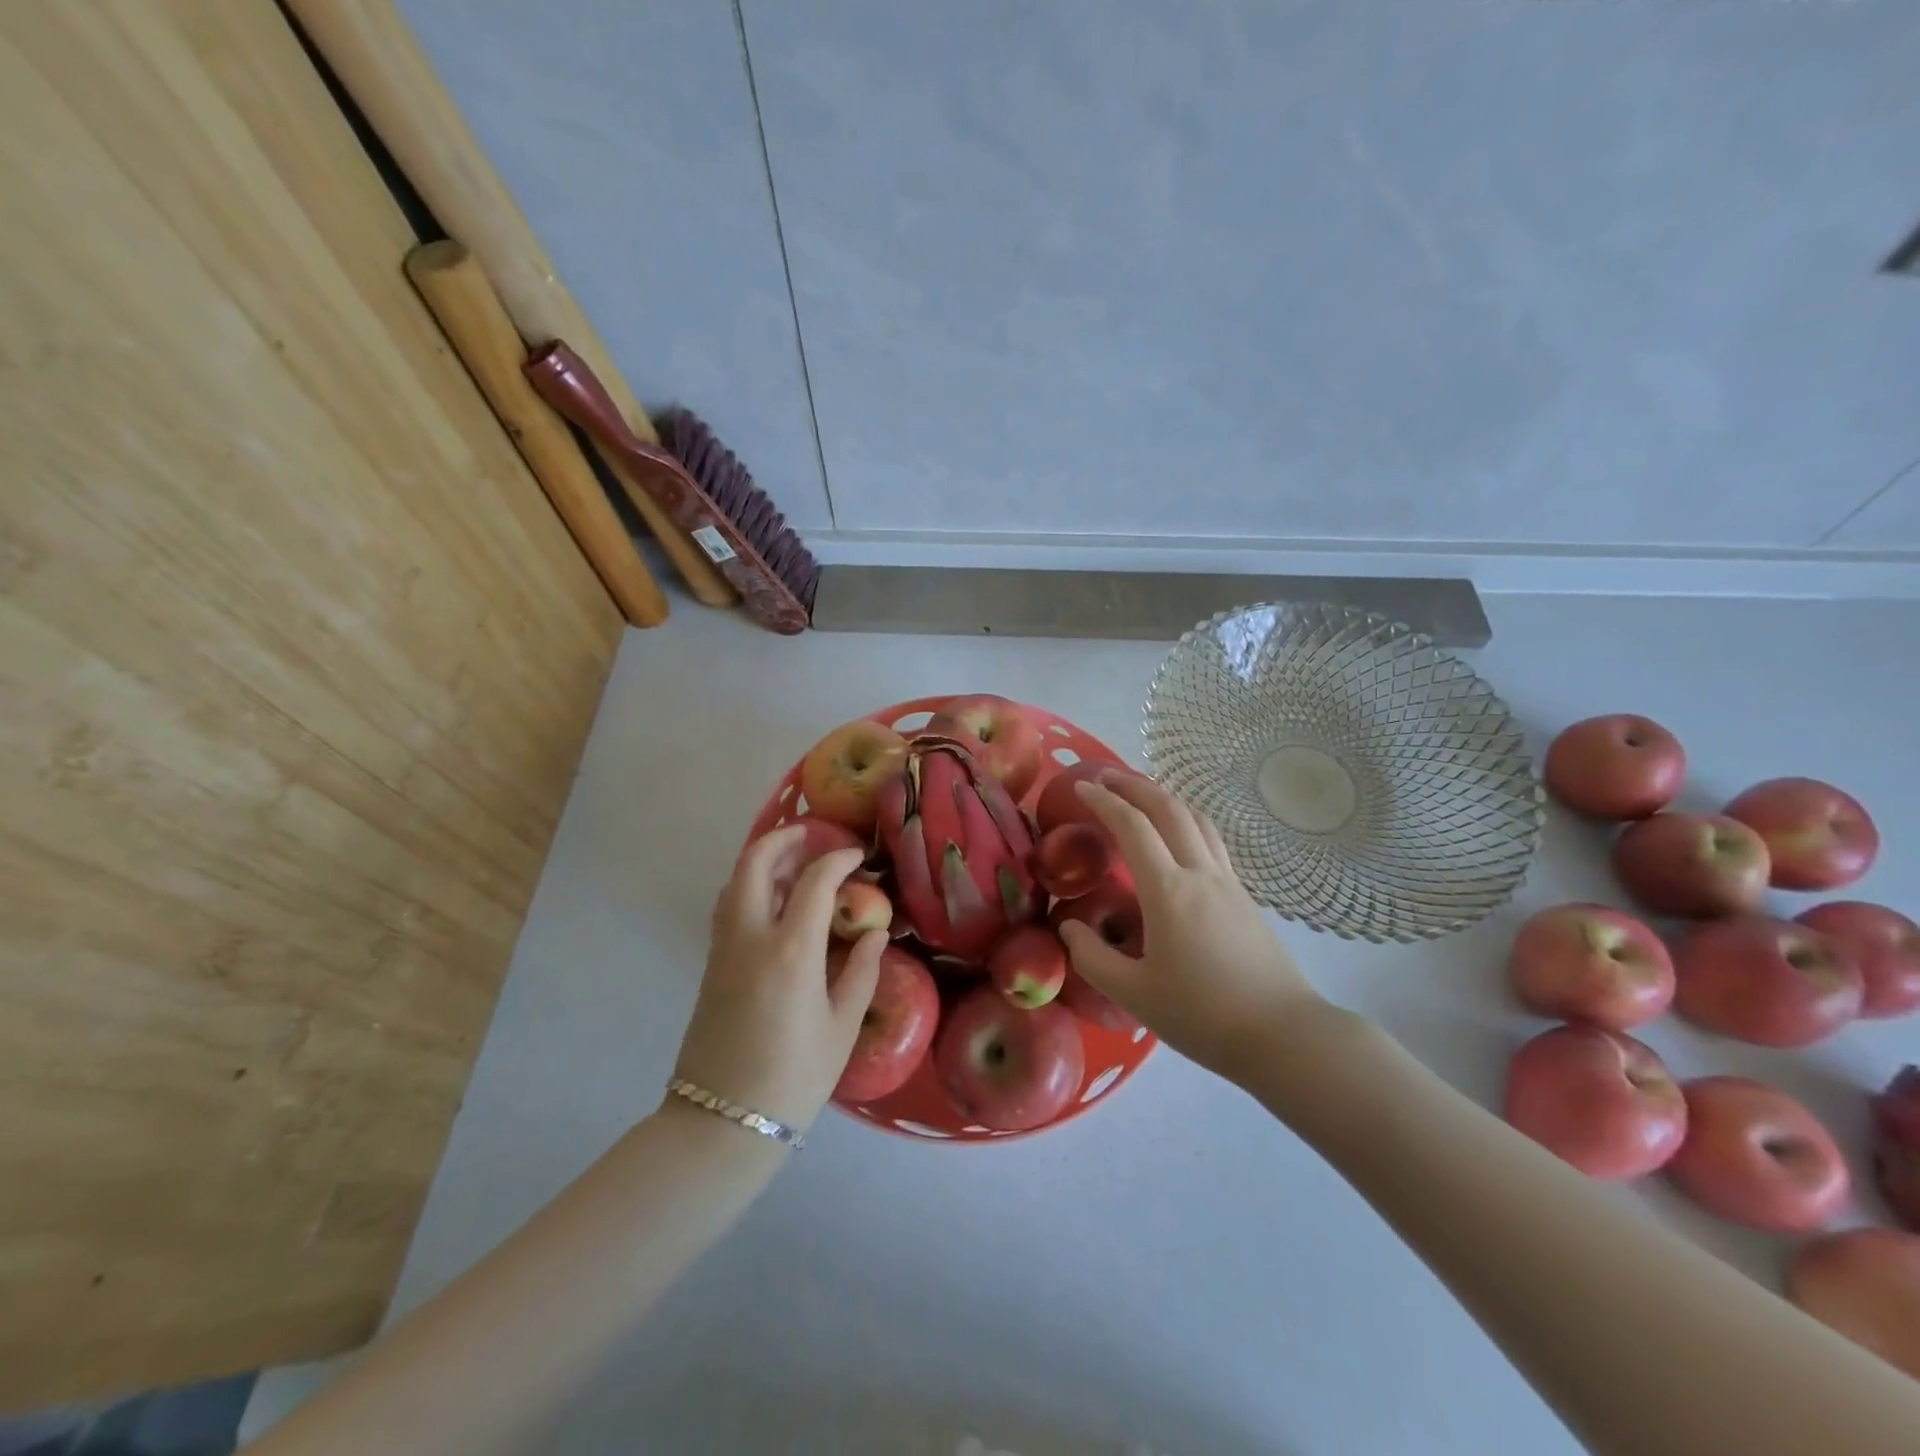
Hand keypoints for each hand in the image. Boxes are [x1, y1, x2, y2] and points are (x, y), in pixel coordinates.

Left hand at [671, 826, 883, 1134]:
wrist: (720, 1126)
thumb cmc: (792, 1079)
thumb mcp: (840, 1029)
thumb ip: (860, 973)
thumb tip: (873, 934)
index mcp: (791, 952)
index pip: (814, 882)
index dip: (838, 860)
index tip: (857, 856)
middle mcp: (751, 939)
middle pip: (754, 864)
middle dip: (783, 839)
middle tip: (812, 836)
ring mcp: (723, 951)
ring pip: (734, 883)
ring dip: (762, 861)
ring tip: (794, 864)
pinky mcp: (710, 967)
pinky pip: (728, 908)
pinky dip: (748, 888)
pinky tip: (773, 903)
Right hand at [1058, 776, 1326, 1085]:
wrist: (1282, 1035)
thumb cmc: (1202, 1015)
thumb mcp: (1133, 994)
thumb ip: (1092, 957)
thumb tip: (1068, 926)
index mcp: (1169, 891)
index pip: (1132, 827)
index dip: (1103, 801)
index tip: (1079, 788)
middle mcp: (1200, 873)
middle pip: (1169, 808)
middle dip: (1134, 785)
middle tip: (1105, 777)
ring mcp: (1228, 881)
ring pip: (1196, 818)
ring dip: (1164, 797)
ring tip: (1140, 795)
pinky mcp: (1244, 895)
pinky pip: (1211, 839)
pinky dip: (1186, 820)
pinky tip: (1177, 837)